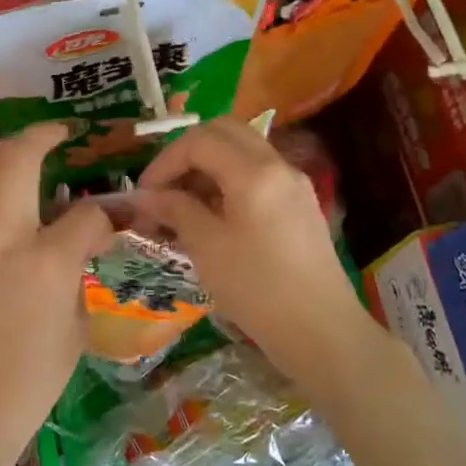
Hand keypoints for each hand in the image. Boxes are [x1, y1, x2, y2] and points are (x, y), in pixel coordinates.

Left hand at [0, 123, 113, 465]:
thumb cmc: (30, 376)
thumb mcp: (75, 324)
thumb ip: (78, 268)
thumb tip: (81, 238)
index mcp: (45, 261)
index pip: (85, 213)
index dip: (104, 212)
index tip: (109, 216)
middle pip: (17, 158)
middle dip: (42, 136)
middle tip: (57, 134)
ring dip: (3, 151)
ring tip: (21, 152)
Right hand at [134, 118, 378, 399]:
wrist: (322, 332)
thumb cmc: (258, 289)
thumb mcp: (207, 248)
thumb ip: (175, 210)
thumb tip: (146, 196)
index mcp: (254, 172)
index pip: (200, 141)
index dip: (165, 161)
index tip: (144, 194)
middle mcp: (278, 166)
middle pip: (225, 132)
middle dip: (187, 153)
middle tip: (164, 187)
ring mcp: (294, 184)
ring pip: (243, 151)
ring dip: (208, 167)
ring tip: (182, 206)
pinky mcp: (300, 206)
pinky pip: (258, 175)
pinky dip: (229, 183)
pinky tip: (212, 218)